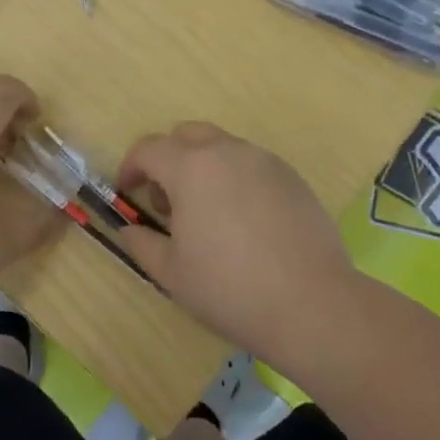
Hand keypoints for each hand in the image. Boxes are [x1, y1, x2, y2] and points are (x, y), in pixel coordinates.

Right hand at [115, 122, 358, 365]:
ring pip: (222, 147)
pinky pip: (252, 165)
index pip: (149, 149)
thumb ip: (142, 243)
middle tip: (168, 201)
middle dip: (169, 158)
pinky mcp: (292, 177)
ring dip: (204, 167)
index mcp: (191, 168)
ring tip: (208, 214)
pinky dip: (236, 179)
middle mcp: (227, 152)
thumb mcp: (171, 273)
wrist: (312, 304)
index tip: (128, 191)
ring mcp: (265, 161)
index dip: (131, 166)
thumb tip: (129, 229)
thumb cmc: (229, 288)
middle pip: (187, 135)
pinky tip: (244, 221)